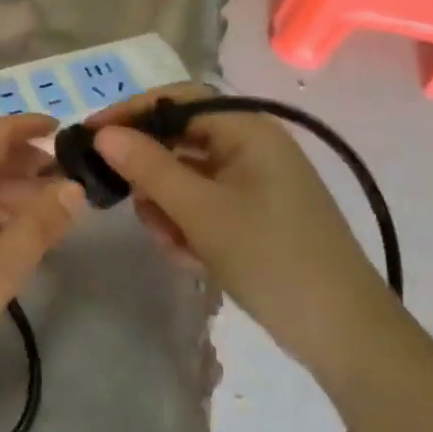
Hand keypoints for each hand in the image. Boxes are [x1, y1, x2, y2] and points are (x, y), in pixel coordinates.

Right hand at [88, 85, 398, 373]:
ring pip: (185, 177)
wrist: (342, 331)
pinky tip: (191, 256)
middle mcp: (252, 146)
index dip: (130, 112)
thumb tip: (103, 134)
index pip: (176, 100)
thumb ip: (147, 166)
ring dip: (168, 207)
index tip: (90, 136)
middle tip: (131, 204)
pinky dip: (188, 224)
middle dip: (151, 175)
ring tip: (174, 244)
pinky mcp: (254, 212)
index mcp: (248, 129)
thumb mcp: (199, 210)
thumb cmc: (270, 257)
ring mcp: (254, 181)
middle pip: (178, 140)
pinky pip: (203, 203)